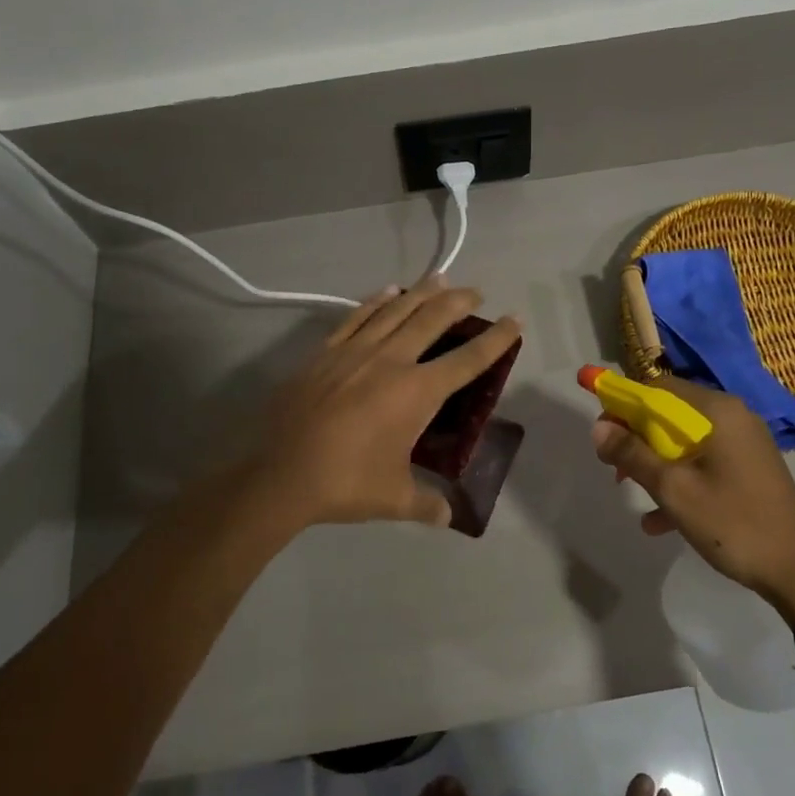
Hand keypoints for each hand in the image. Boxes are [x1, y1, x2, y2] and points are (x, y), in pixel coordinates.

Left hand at [242, 277, 521, 531]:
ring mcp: (355, 352)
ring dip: (422, 292)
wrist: (280, 475)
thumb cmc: (346, 484)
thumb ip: (428, 505)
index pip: (468, 360)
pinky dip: (377, 301)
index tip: (514, 319)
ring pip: (396, 310)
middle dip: (459, 302)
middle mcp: (391, 361)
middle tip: (476, 293)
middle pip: (433, 319)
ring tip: (441, 278)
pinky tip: (389, 292)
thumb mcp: (395, 498)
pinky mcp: (325, 353)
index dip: (496, 338)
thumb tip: (450, 517)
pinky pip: (357, 317)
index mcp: (416, 392)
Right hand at [589, 376, 794, 623]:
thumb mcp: (673, 489)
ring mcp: (745, 444)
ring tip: (630, 490)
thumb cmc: (732, 523)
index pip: (658, 388)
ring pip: (685, 442)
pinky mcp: (749, 469)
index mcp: (718, 411)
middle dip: (637, 438)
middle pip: (671, 414)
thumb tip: (598, 428)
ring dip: (655, 463)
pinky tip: (658, 521)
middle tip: (614, 467)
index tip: (603, 433)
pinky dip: (680, 481)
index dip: (624, 405)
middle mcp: (733, 417)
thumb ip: (633, 454)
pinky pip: (704, 463)